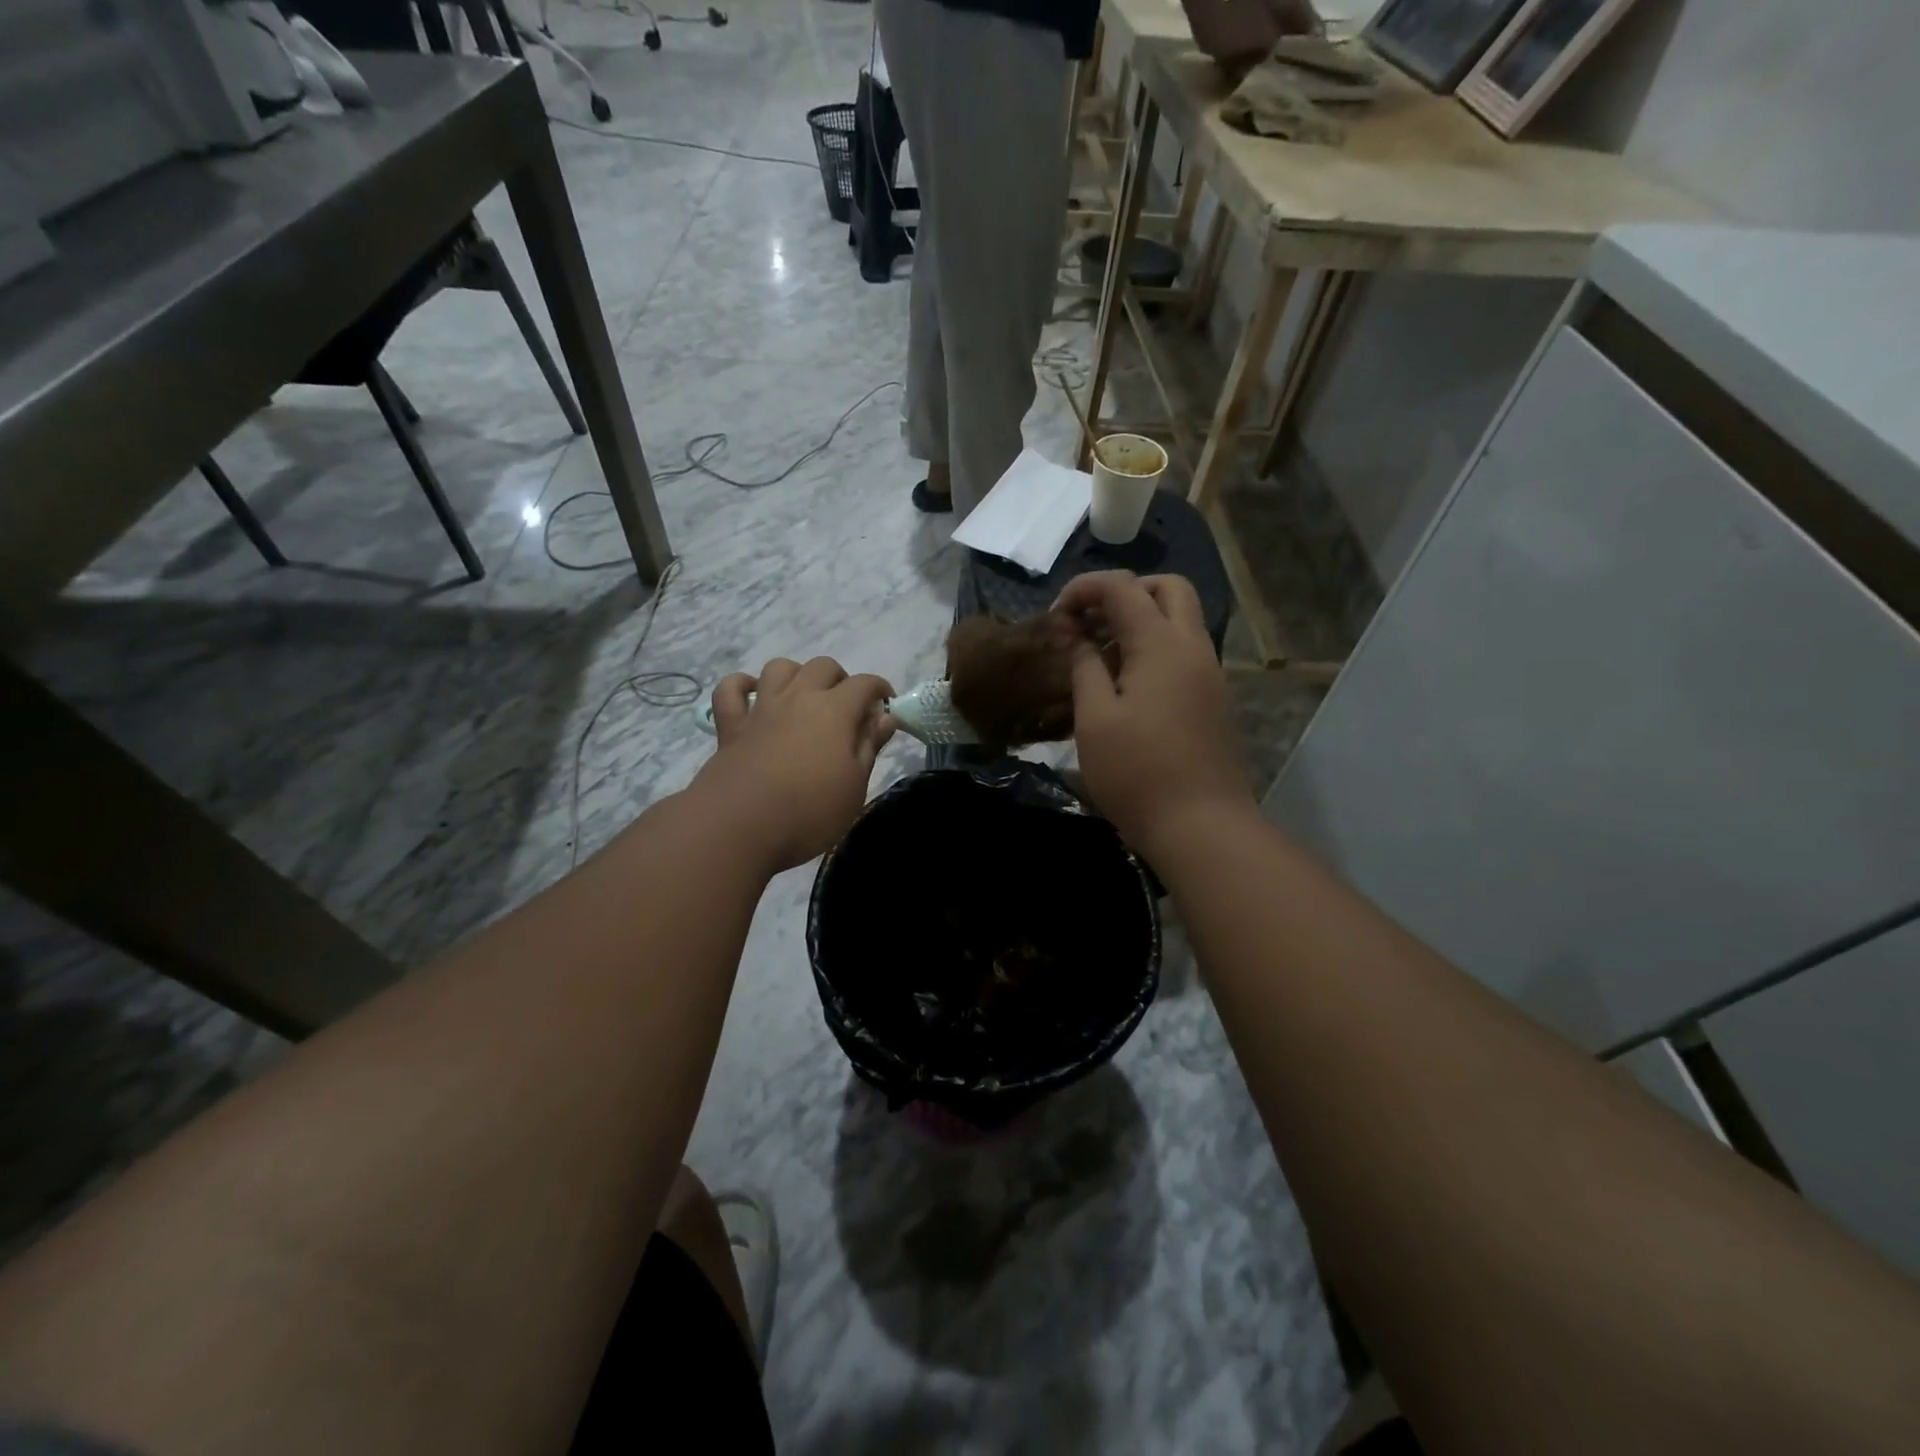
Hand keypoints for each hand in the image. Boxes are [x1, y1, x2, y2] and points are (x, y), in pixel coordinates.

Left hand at [693, 657, 895, 871]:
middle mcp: (798, 698)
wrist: (740, 827)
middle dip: (841, 679)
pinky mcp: (730, 726)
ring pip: (779, 668)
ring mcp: (761, 709)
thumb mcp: (855, 786)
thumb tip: (885, 717)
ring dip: (796, 674)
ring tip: (804, 698)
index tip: (886, 708)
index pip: (865, 684)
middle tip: (847, 708)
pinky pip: (730, 689)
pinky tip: (752, 696)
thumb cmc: (810, 812)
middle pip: (823, 667)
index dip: (880, 690)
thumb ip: (869, 746)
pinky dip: (741, 685)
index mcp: (834, 711)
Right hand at [1056, 571, 1252, 854]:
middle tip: (1090, 623)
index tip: (1056, 616)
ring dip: (1141, 620)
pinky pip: (1185, 650)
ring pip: (1181, 619)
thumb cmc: (1137, 772)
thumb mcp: (1095, 718)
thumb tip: (1073, 633)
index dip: (1084, 589)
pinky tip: (1127, 683)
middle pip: (1167, 588)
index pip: (1122, 587)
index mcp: (1161, 644)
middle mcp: (1193, 647)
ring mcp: (1209, 673)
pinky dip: (1155, 646)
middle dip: (1125, 592)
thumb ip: (1083, 666)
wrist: (1200, 825)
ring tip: (1101, 655)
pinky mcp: (1213, 698)